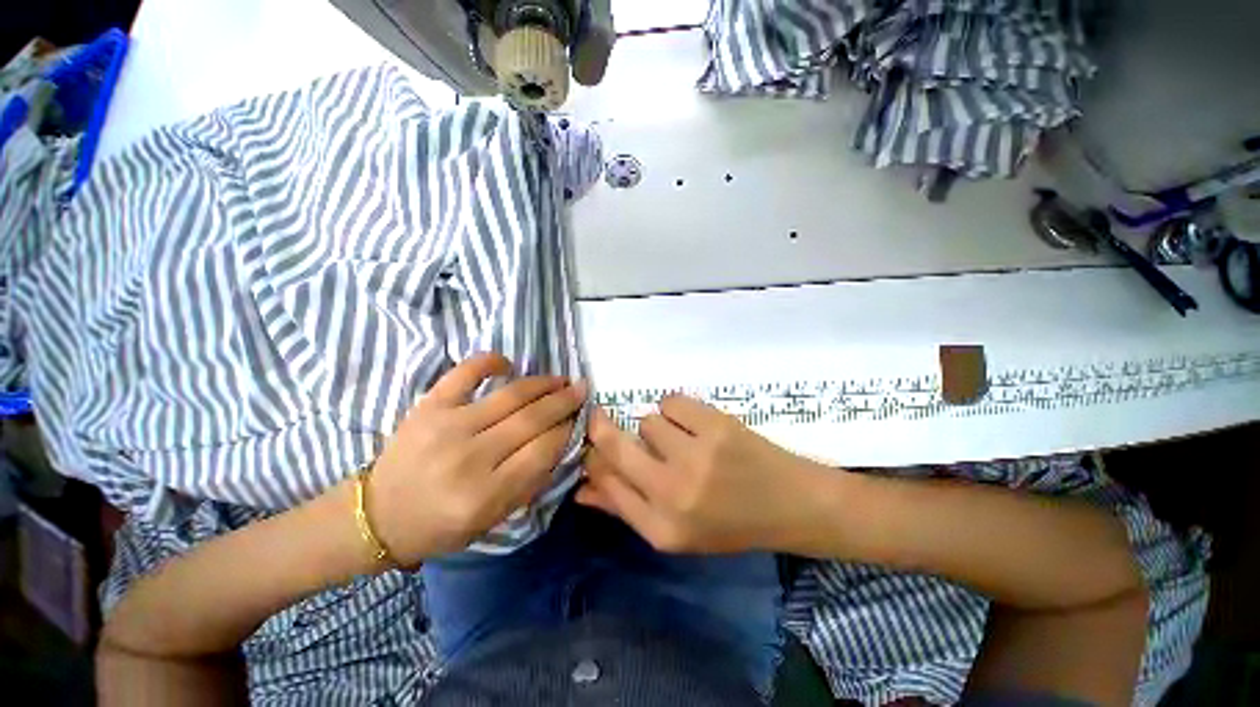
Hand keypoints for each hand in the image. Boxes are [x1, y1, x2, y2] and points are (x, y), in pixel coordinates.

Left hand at [368, 353, 585, 562]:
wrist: (378, 515)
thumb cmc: (440, 525)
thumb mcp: (491, 520)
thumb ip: (529, 483)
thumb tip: (559, 442)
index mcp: (485, 494)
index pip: (542, 451)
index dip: (566, 430)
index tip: (578, 418)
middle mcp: (469, 457)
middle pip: (532, 420)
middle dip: (564, 402)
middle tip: (581, 390)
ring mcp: (447, 426)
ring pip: (510, 396)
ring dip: (542, 384)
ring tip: (561, 379)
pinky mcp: (428, 406)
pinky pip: (464, 373)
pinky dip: (489, 362)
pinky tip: (509, 363)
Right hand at [579, 395, 829, 553]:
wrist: (791, 504)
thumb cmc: (730, 522)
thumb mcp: (676, 532)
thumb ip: (626, 509)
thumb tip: (582, 488)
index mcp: (661, 529)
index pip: (606, 482)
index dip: (593, 458)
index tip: (593, 445)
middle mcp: (673, 494)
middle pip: (615, 445)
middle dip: (601, 428)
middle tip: (599, 417)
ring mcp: (696, 457)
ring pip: (648, 420)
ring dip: (658, 427)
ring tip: (682, 439)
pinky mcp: (716, 426)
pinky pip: (671, 401)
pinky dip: (678, 409)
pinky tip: (696, 425)